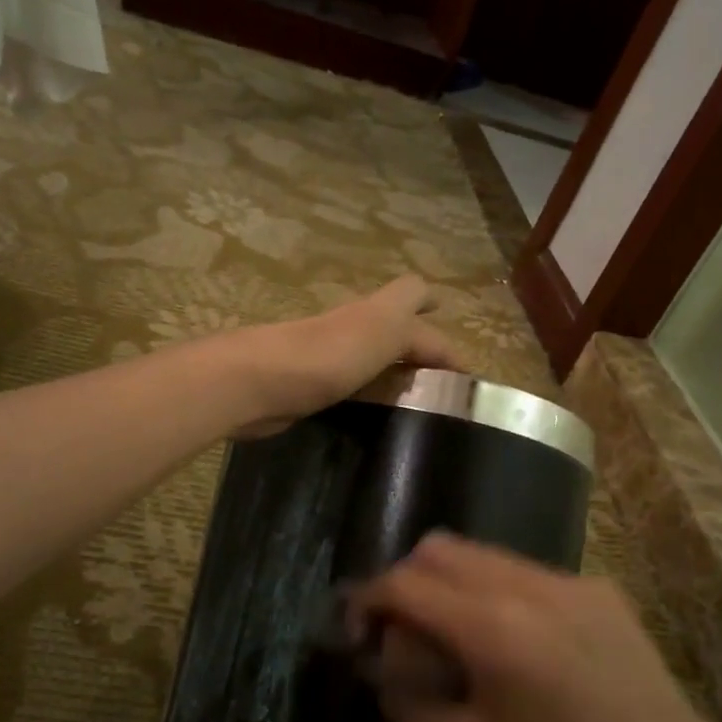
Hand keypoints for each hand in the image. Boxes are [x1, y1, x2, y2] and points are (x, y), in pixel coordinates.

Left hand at [233, 276, 459, 434]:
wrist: (257, 383)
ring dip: (393, 375)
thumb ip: (417, 330)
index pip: (416, 300)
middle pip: (392, 328)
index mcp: (374, 312)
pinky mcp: (310, 389)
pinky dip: (368, 398)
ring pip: (371, 360)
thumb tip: (447, 351)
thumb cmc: (328, 352)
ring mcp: (328, 359)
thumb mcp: (385, 327)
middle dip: (416, 347)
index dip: (440, 326)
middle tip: (441, 383)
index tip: (463, 369)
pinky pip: (350, 389)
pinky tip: (377, 420)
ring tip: (420, 408)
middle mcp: (352, 329)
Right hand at [348, 533, 721, 721]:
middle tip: (404, 627)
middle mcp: (525, 585)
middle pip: (438, 548)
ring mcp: (564, 579)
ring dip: (450, 580)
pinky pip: (523, 569)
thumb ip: (412, 708)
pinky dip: (496, 589)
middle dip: (406, 579)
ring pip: (481, 552)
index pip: (405, 584)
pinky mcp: (593, 584)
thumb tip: (380, 674)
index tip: (358, 628)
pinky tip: (515, 638)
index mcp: (492, 629)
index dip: (367, 599)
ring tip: (455, 629)